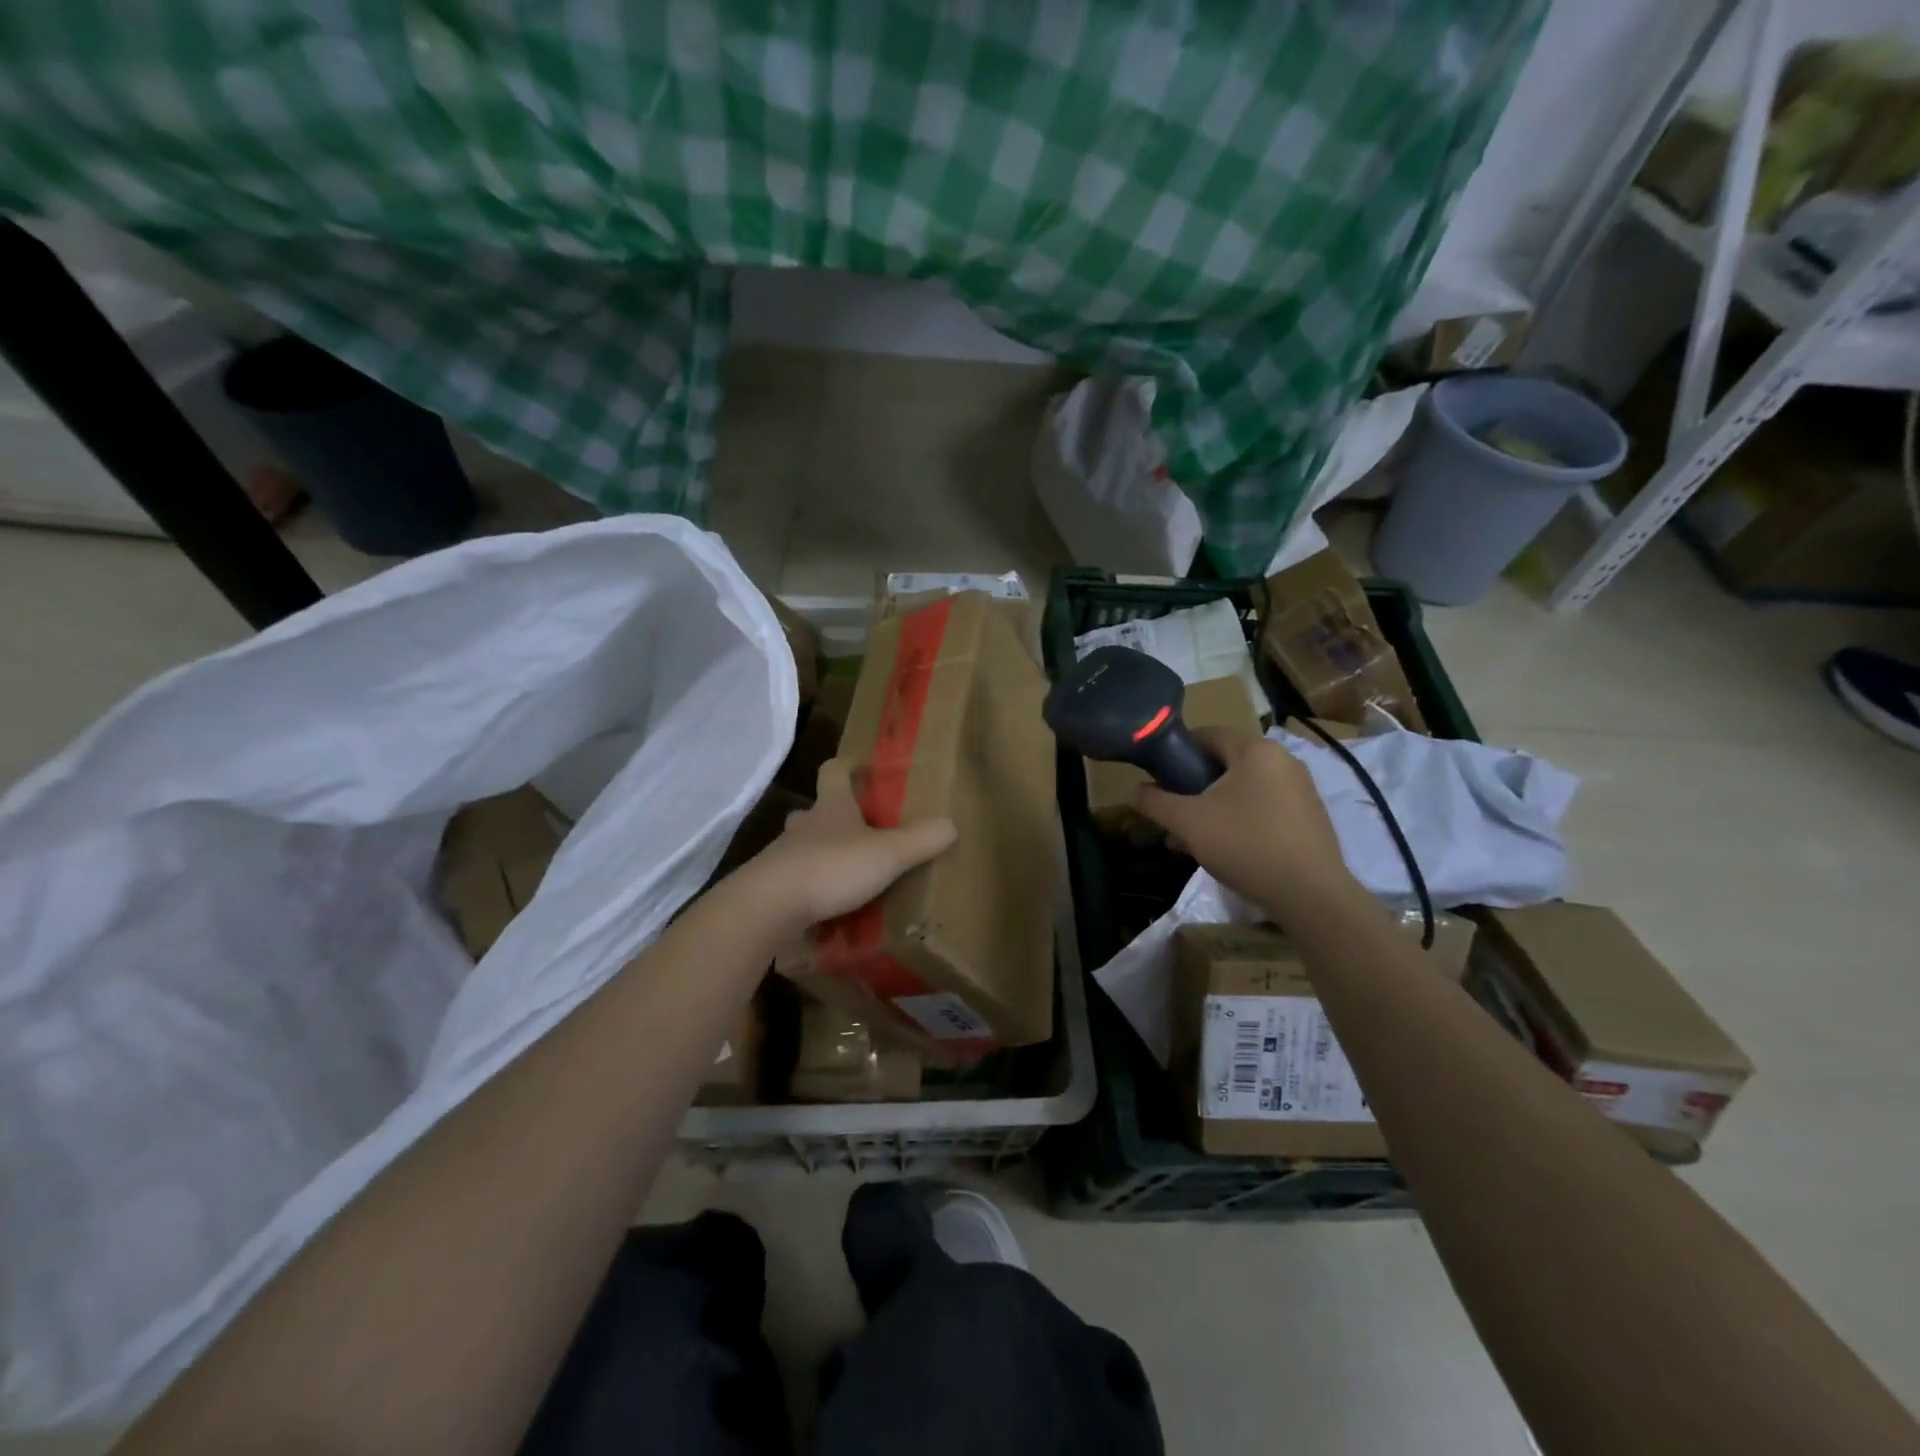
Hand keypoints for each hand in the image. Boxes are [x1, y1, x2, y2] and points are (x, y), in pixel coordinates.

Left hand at [740, 759, 957, 932]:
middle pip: (816, 810)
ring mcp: (783, 856)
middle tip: (857, 828)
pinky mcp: (773, 888)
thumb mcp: (887, 854)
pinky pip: (795, 880)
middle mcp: (804, 826)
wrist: (768, 906)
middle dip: (834, 815)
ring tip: (845, 871)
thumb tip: (951, 824)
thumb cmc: (831, 868)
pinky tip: (826, 905)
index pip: (834, 771)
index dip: (848, 766)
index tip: (862, 766)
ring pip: (803, 845)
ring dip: (821, 852)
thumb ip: (921, 840)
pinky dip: (810, 886)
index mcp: (832, 807)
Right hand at [1132, 728, 1355, 912]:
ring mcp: (1302, 789)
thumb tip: (1133, 790)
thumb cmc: (1246, 844)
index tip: (1157, 777)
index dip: (1176, 753)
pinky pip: (1264, 807)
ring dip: (1213, 807)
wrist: (1310, 894)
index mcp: (1256, 750)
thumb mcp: (1188, 822)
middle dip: (1192, 788)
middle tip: (1172, 814)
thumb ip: (1155, 802)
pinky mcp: (1310, 817)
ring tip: (1191, 838)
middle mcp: (1284, 760)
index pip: (1207, 735)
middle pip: (1224, 764)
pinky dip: (1240, 820)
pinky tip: (1225, 848)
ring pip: (1243, 789)